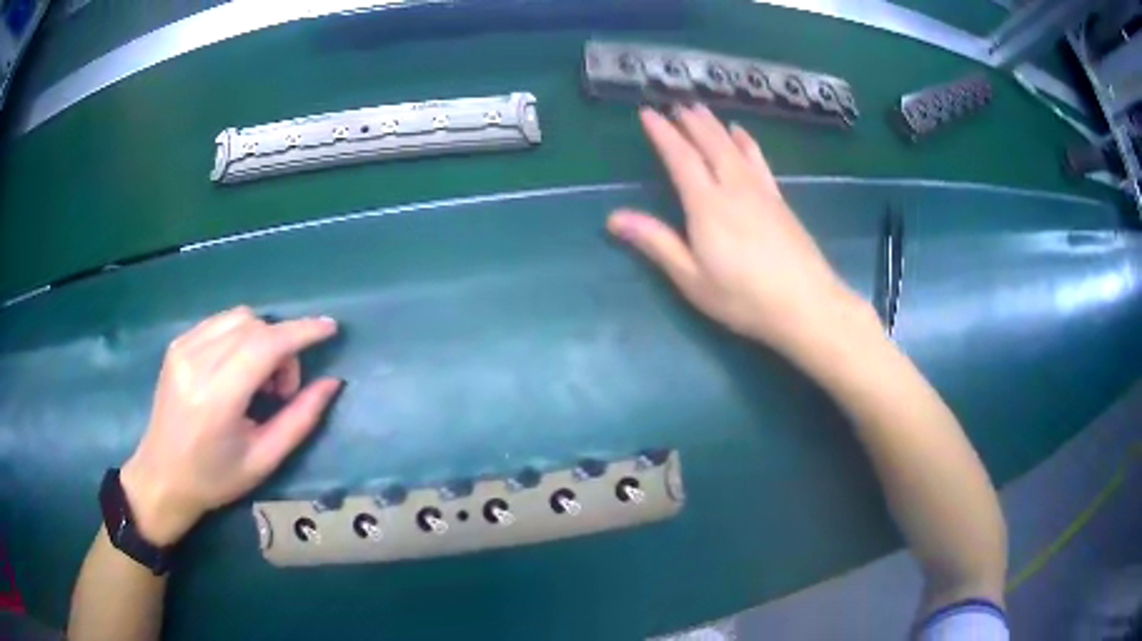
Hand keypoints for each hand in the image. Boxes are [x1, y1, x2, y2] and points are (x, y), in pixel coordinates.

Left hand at [120, 306, 341, 545]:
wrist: (162, 476)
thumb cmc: (214, 478)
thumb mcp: (263, 460)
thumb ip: (300, 419)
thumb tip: (331, 383)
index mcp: (217, 397)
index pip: (265, 344)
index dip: (301, 332)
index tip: (330, 328)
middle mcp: (197, 361)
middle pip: (255, 326)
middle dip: (281, 347)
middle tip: (281, 390)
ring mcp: (183, 348)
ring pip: (238, 317)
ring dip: (261, 339)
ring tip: (257, 380)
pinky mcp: (177, 344)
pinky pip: (220, 323)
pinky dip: (240, 337)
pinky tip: (237, 369)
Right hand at [608, 105, 871, 359]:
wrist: (806, 304)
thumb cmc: (743, 298)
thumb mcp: (692, 277)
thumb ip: (656, 242)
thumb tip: (613, 218)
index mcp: (707, 205)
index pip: (680, 158)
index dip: (662, 134)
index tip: (648, 113)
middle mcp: (733, 188)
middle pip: (710, 144)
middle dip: (691, 122)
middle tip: (676, 103)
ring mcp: (760, 191)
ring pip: (734, 147)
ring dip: (716, 126)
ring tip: (703, 110)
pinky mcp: (779, 200)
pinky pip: (759, 160)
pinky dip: (747, 143)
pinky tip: (743, 135)